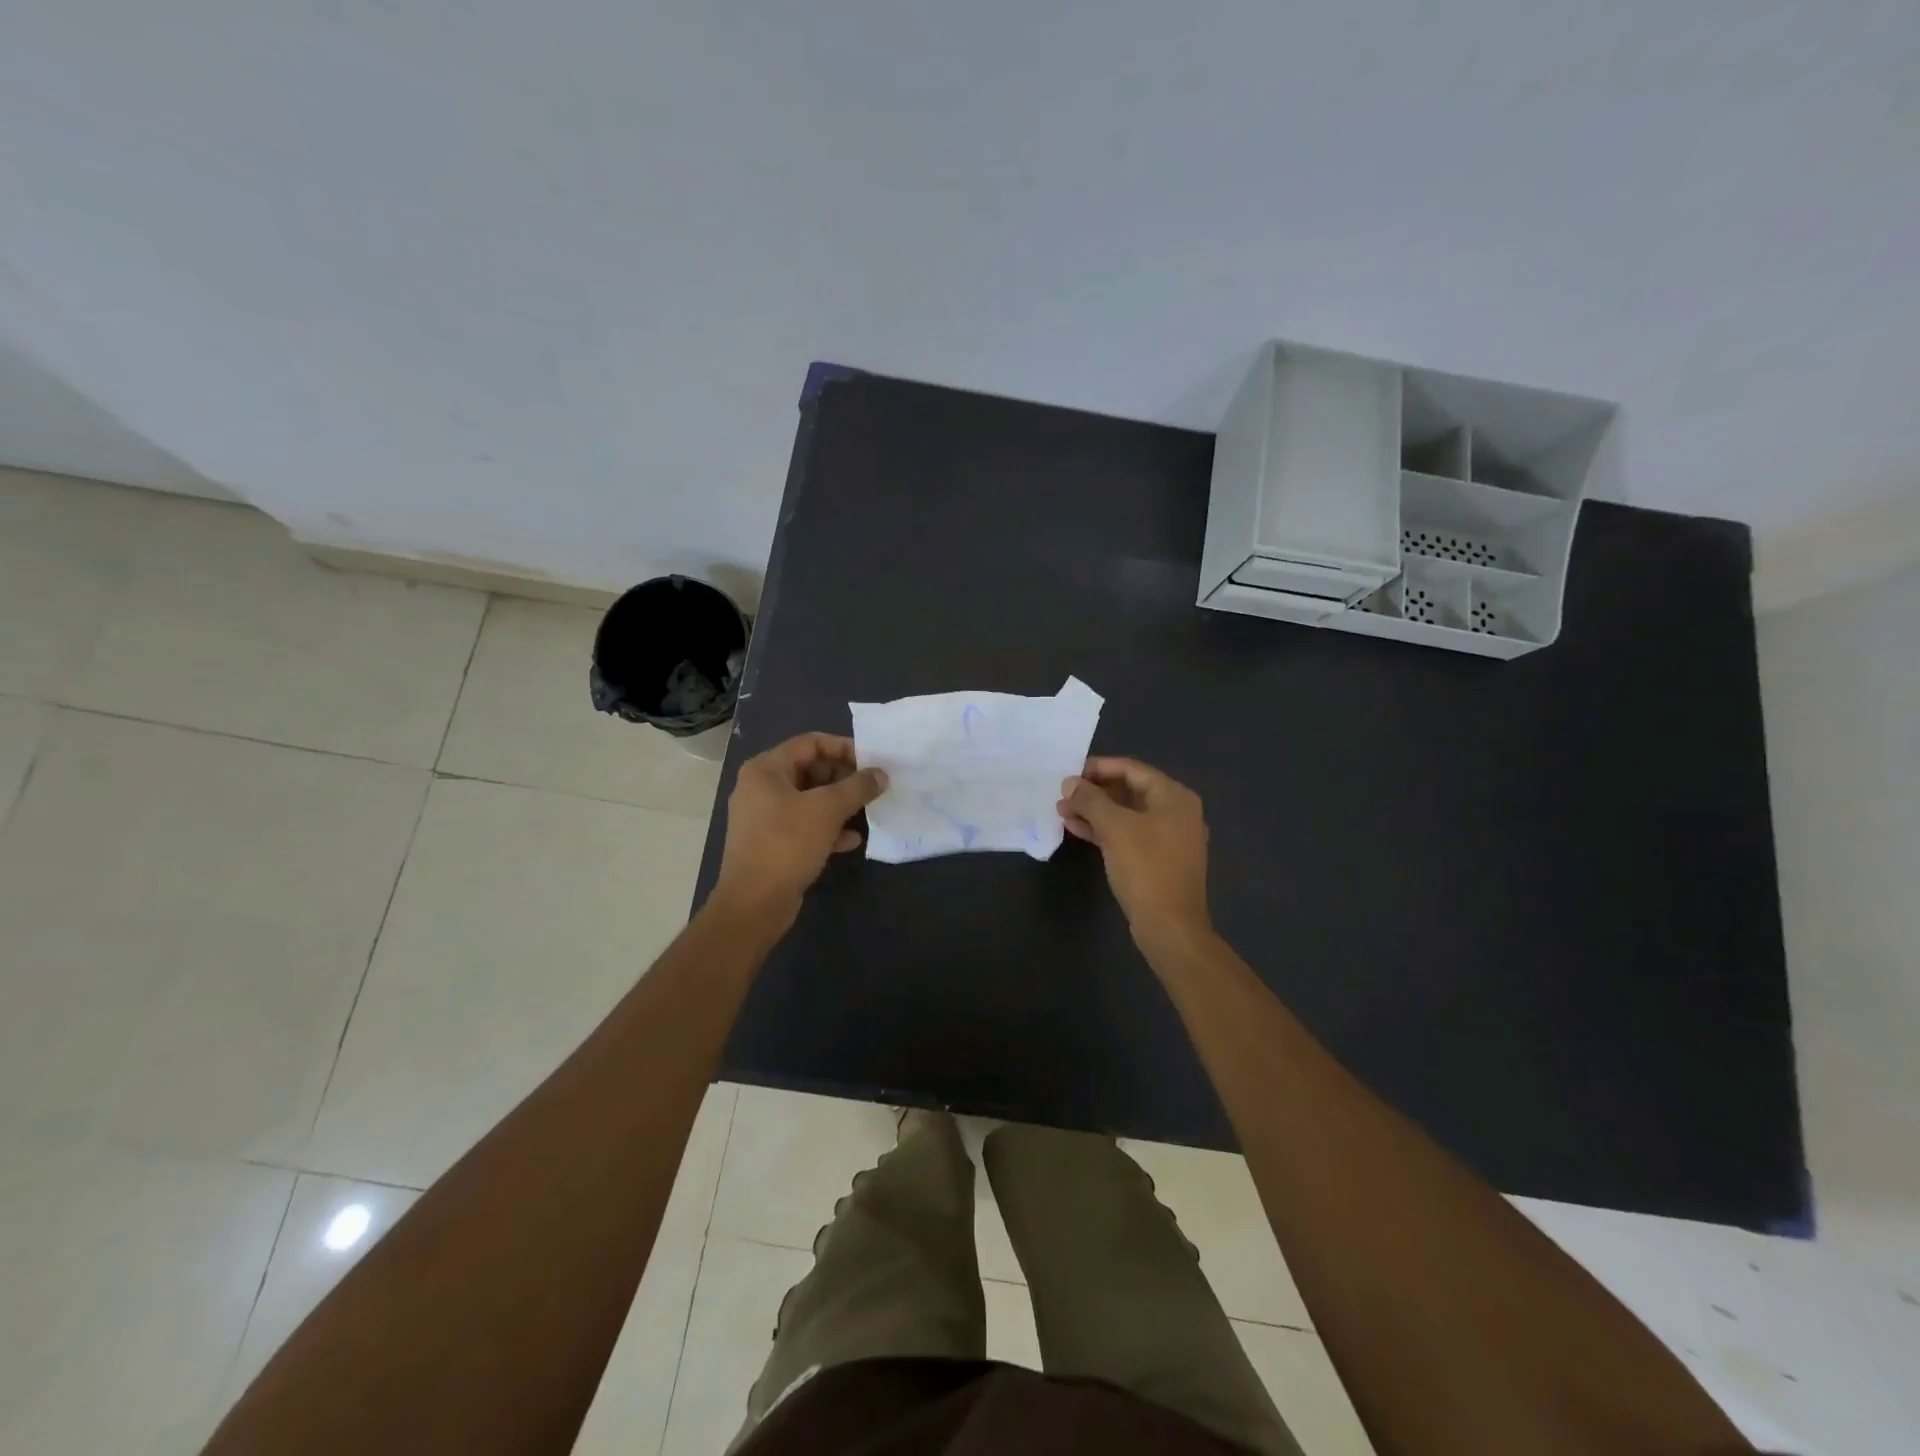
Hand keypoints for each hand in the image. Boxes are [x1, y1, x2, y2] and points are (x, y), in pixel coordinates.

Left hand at [714, 733, 887, 921]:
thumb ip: (857, 787)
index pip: (810, 743)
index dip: (843, 747)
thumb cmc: (787, 844)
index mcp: (766, 769)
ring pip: (809, 800)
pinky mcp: (771, 843)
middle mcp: (760, 787)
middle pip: (810, 770)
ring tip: (867, 812)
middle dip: (844, 778)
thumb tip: (881, 775)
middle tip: (872, 788)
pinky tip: (851, 840)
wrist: (754, 904)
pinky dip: (827, 828)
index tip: (872, 762)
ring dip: (839, 804)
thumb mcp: (827, 810)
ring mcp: (764, 817)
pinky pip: (804, 825)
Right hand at [1059, 757, 1211, 943]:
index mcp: (1174, 797)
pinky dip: (1104, 830)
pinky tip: (1077, 830)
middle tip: (1063, 796)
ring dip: (1095, 812)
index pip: (1131, 769)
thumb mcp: (1115, 828)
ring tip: (1062, 813)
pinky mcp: (1158, 859)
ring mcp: (1168, 837)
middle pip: (1128, 790)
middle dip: (1093, 792)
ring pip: (1126, 814)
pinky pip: (1128, 834)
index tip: (1069, 773)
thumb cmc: (1146, 869)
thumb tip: (1070, 782)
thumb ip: (1091, 800)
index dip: (1098, 768)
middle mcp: (1176, 812)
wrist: (1170, 927)